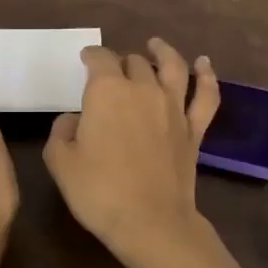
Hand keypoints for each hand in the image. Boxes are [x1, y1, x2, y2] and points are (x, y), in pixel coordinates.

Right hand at [44, 38, 264, 267]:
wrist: (150, 222)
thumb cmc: (99, 192)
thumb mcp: (61, 162)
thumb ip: (61, 132)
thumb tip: (73, 119)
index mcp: (108, 91)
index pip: (99, 59)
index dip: (91, 56)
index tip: (84, 60)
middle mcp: (143, 89)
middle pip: (133, 62)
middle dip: (121, 62)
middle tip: (112, 71)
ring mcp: (174, 108)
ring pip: (172, 67)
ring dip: (163, 52)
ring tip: (156, 45)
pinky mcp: (194, 130)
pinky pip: (205, 96)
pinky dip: (207, 76)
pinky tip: (204, 65)